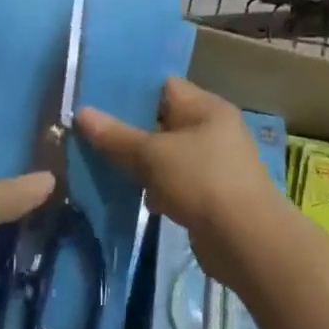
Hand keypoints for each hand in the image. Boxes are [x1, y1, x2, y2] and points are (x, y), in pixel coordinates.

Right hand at [75, 78, 292, 281]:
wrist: (246, 241)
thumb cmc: (201, 181)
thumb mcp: (152, 154)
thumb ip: (116, 135)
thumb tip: (81, 113)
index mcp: (208, 107)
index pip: (165, 87)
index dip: (132, 91)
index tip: (98, 99)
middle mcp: (215, 130)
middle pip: (165, 122)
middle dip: (131, 130)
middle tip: (93, 133)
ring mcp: (215, 164)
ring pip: (168, 155)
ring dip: (142, 163)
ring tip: (104, 163)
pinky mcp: (212, 196)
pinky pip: (176, 182)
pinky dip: (157, 188)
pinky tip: (133, 196)